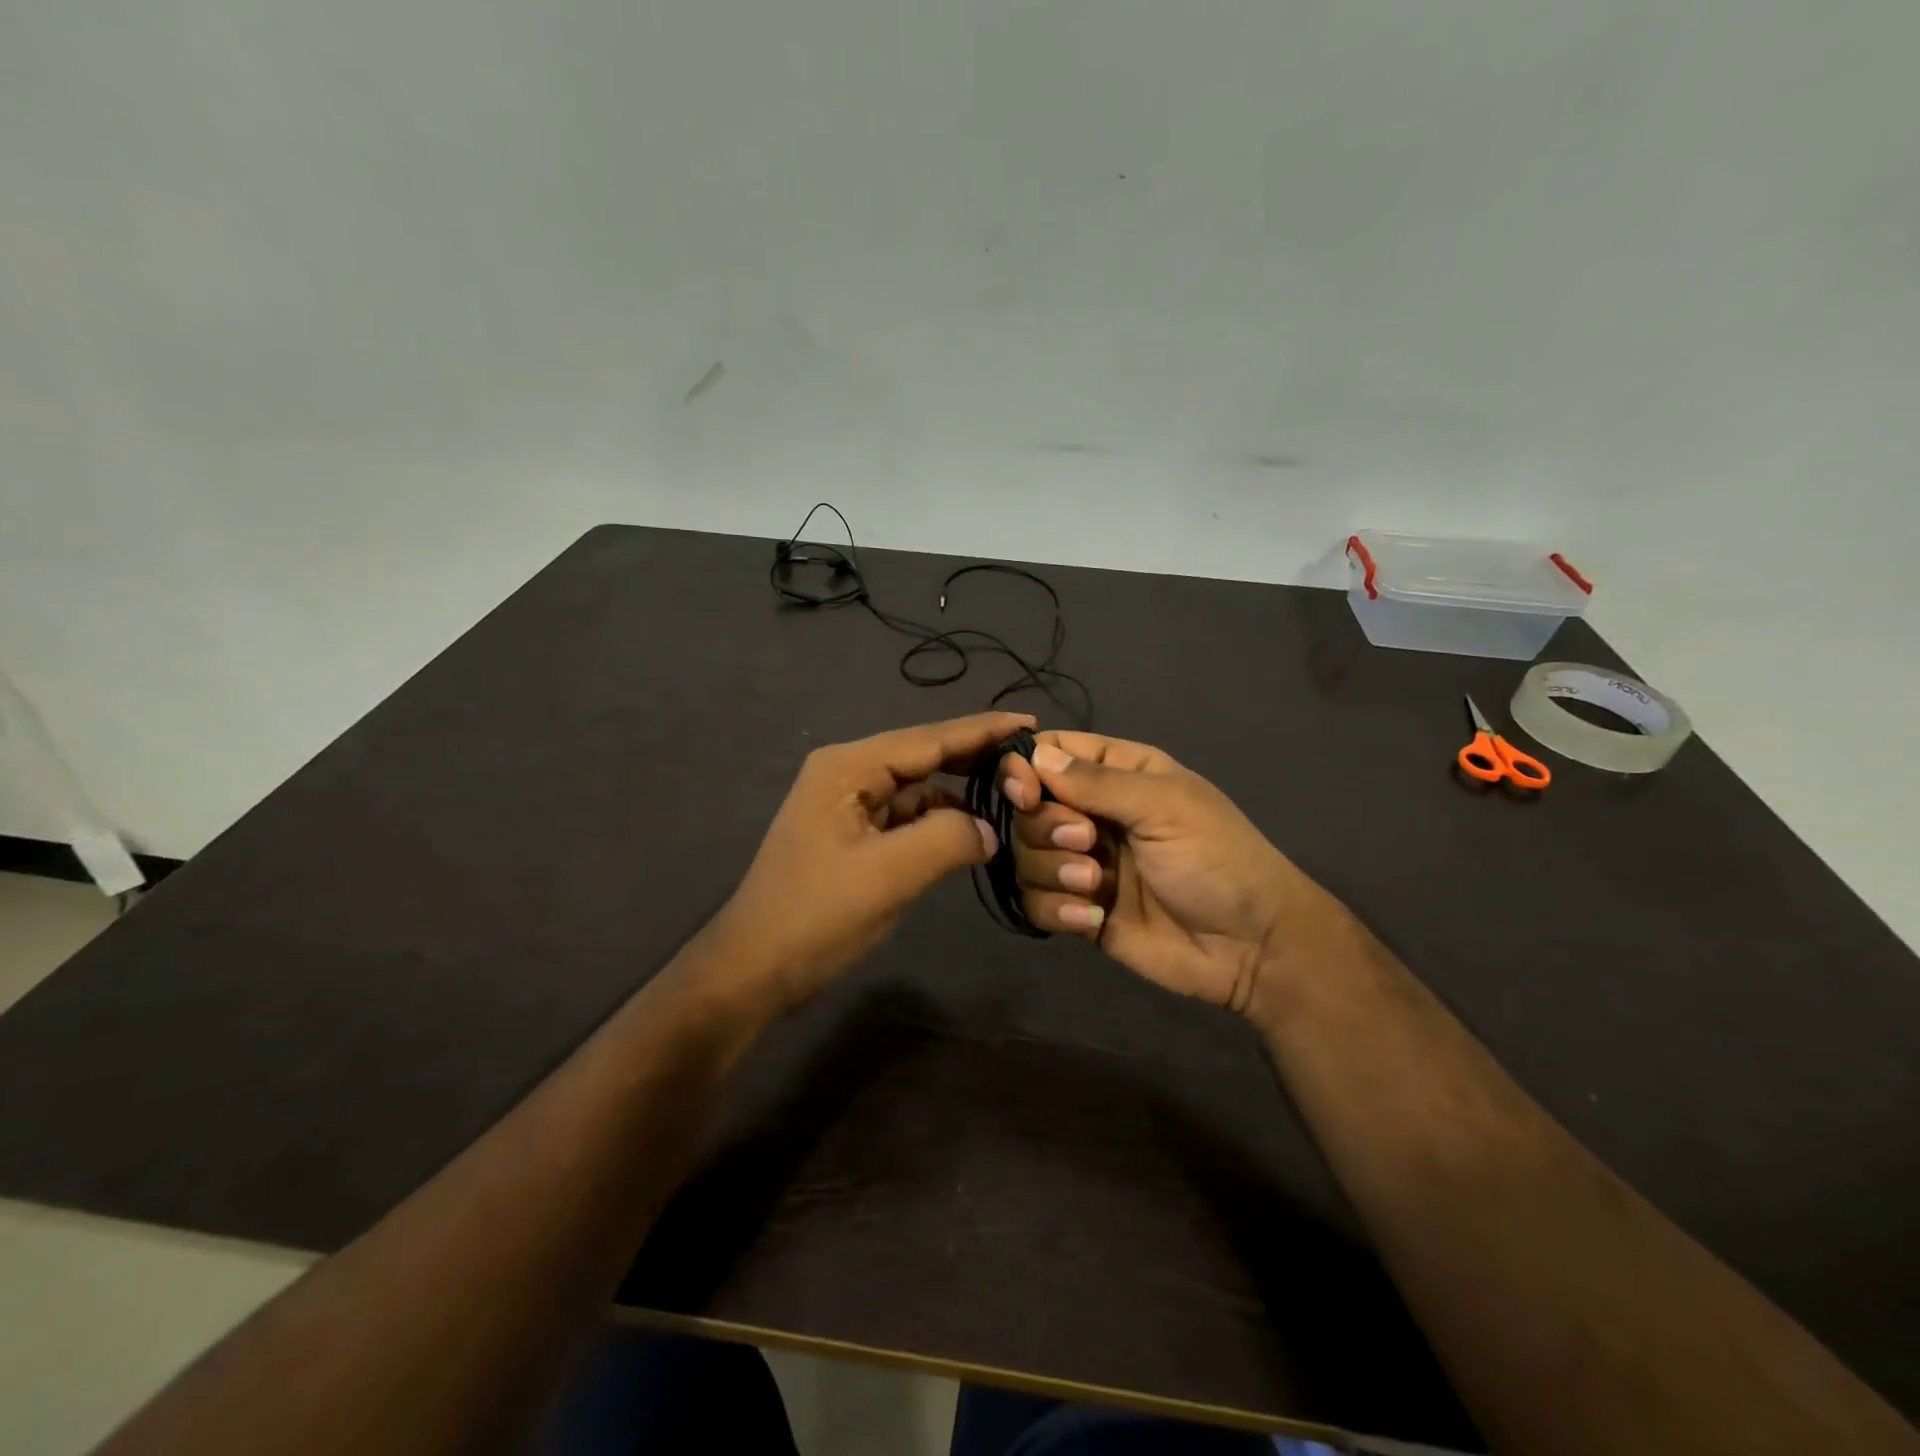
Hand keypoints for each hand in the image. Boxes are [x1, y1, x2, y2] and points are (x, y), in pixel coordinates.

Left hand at [712, 712, 1033, 1013]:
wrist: (754, 969)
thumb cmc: (817, 915)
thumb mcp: (890, 874)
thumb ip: (949, 838)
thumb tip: (990, 830)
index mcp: (848, 768)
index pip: (928, 738)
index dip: (982, 730)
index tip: (1030, 723)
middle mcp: (847, 774)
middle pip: (923, 757)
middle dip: (975, 759)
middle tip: (1030, 760)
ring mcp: (847, 806)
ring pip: (917, 789)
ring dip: (960, 794)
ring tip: (1012, 798)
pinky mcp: (852, 836)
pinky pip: (906, 817)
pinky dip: (939, 822)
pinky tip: (971, 832)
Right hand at [1001, 732, 1321, 1017]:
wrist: (1251, 946)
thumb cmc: (1216, 858)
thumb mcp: (1165, 806)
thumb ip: (1098, 782)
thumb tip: (1036, 755)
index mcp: (1117, 774)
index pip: (1051, 753)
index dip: (1026, 767)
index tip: (1024, 790)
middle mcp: (1093, 814)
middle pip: (1028, 807)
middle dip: (1047, 826)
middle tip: (1087, 842)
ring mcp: (1082, 864)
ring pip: (1026, 856)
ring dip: (1053, 870)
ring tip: (1096, 886)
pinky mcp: (1079, 910)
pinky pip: (1036, 902)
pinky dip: (1056, 910)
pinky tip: (1092, 920)